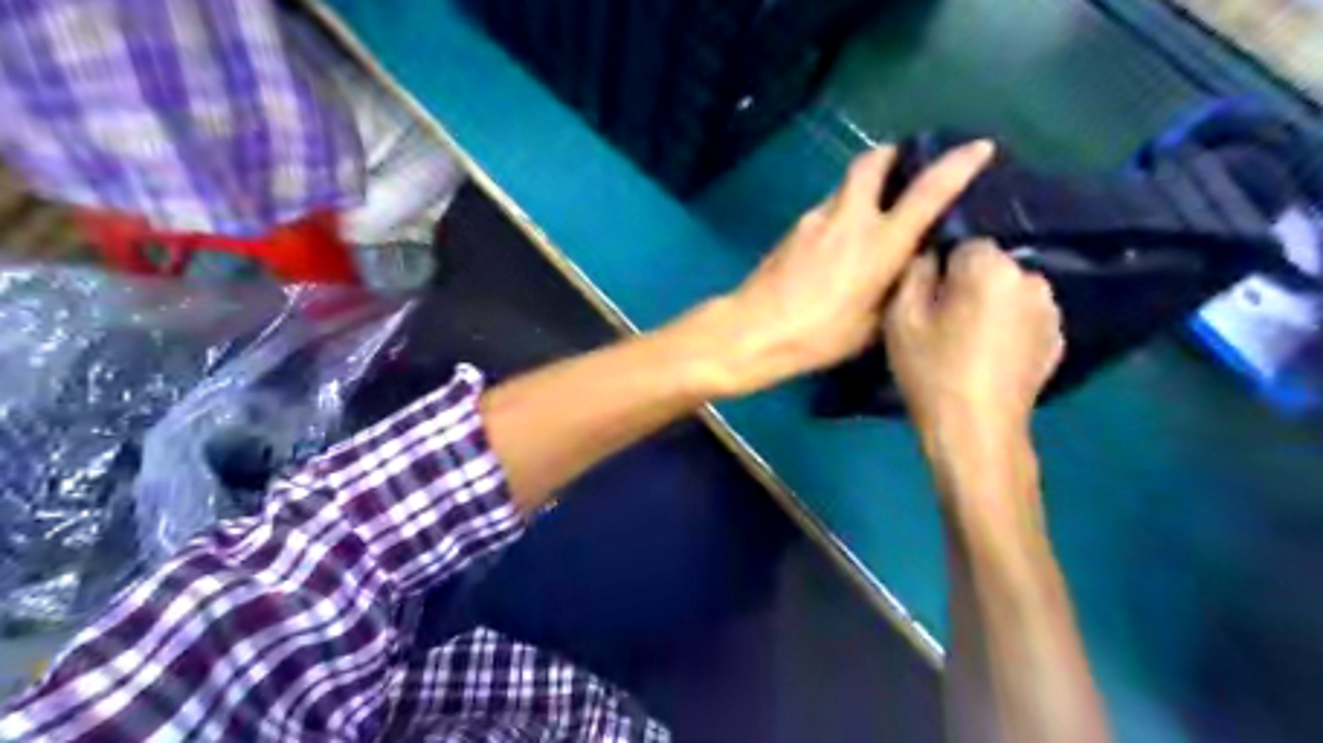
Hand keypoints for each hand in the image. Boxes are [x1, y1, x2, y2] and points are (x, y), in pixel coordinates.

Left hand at [682, 138, 991, 401]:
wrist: (755, 330)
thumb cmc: (820, 334)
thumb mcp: (873, 323)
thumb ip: (897, 287)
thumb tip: (911, 264)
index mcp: (880, 242)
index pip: (927, 191)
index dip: (957, 164)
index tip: (978, 147)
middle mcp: (849, 218)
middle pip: (872, 162)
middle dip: (894, 154)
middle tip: (907, 165)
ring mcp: (815, 219)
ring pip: (845, 186)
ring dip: (864, 187)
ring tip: (873, 214)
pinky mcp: (793, 229)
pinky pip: (826, 209)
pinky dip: (841, 212)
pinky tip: (839, 242)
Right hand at [888, 242, 1062, 453]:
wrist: (976, 430)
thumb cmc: (932, 371)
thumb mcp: (901, 318)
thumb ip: (915, 273)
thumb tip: (930, 256)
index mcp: (991, 268)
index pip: (964, 244)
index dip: (942, 271)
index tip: (929, 302)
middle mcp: (1031, 279)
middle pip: (991, 268)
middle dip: (969, 286)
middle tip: (945, 323)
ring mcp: (1050, 311)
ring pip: (1009, 292)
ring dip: (991, 306)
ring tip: (969, 342)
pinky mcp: (1057, 339)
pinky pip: (1025, 318)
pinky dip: (1009, 328)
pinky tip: (990, 357)